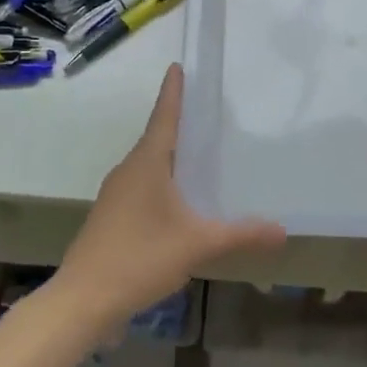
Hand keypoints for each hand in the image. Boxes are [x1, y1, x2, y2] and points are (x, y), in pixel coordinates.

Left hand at [54, 64, 285, 331]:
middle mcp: (128, 171)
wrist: (83, 299)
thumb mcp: (197, 244)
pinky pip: (142, 186)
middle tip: (208, 113)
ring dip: (171, 157)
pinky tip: (180, 202)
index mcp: (146, 164)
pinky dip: (163, 182)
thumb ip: (241, 235)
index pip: (163, 117)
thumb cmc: (139, 258)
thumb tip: (283, 231)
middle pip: (157, 139)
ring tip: (201, 155)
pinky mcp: (111, 217)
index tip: (177, 66)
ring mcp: (115, 195)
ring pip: (149, 166)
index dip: (173, 92)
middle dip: (180, 125)